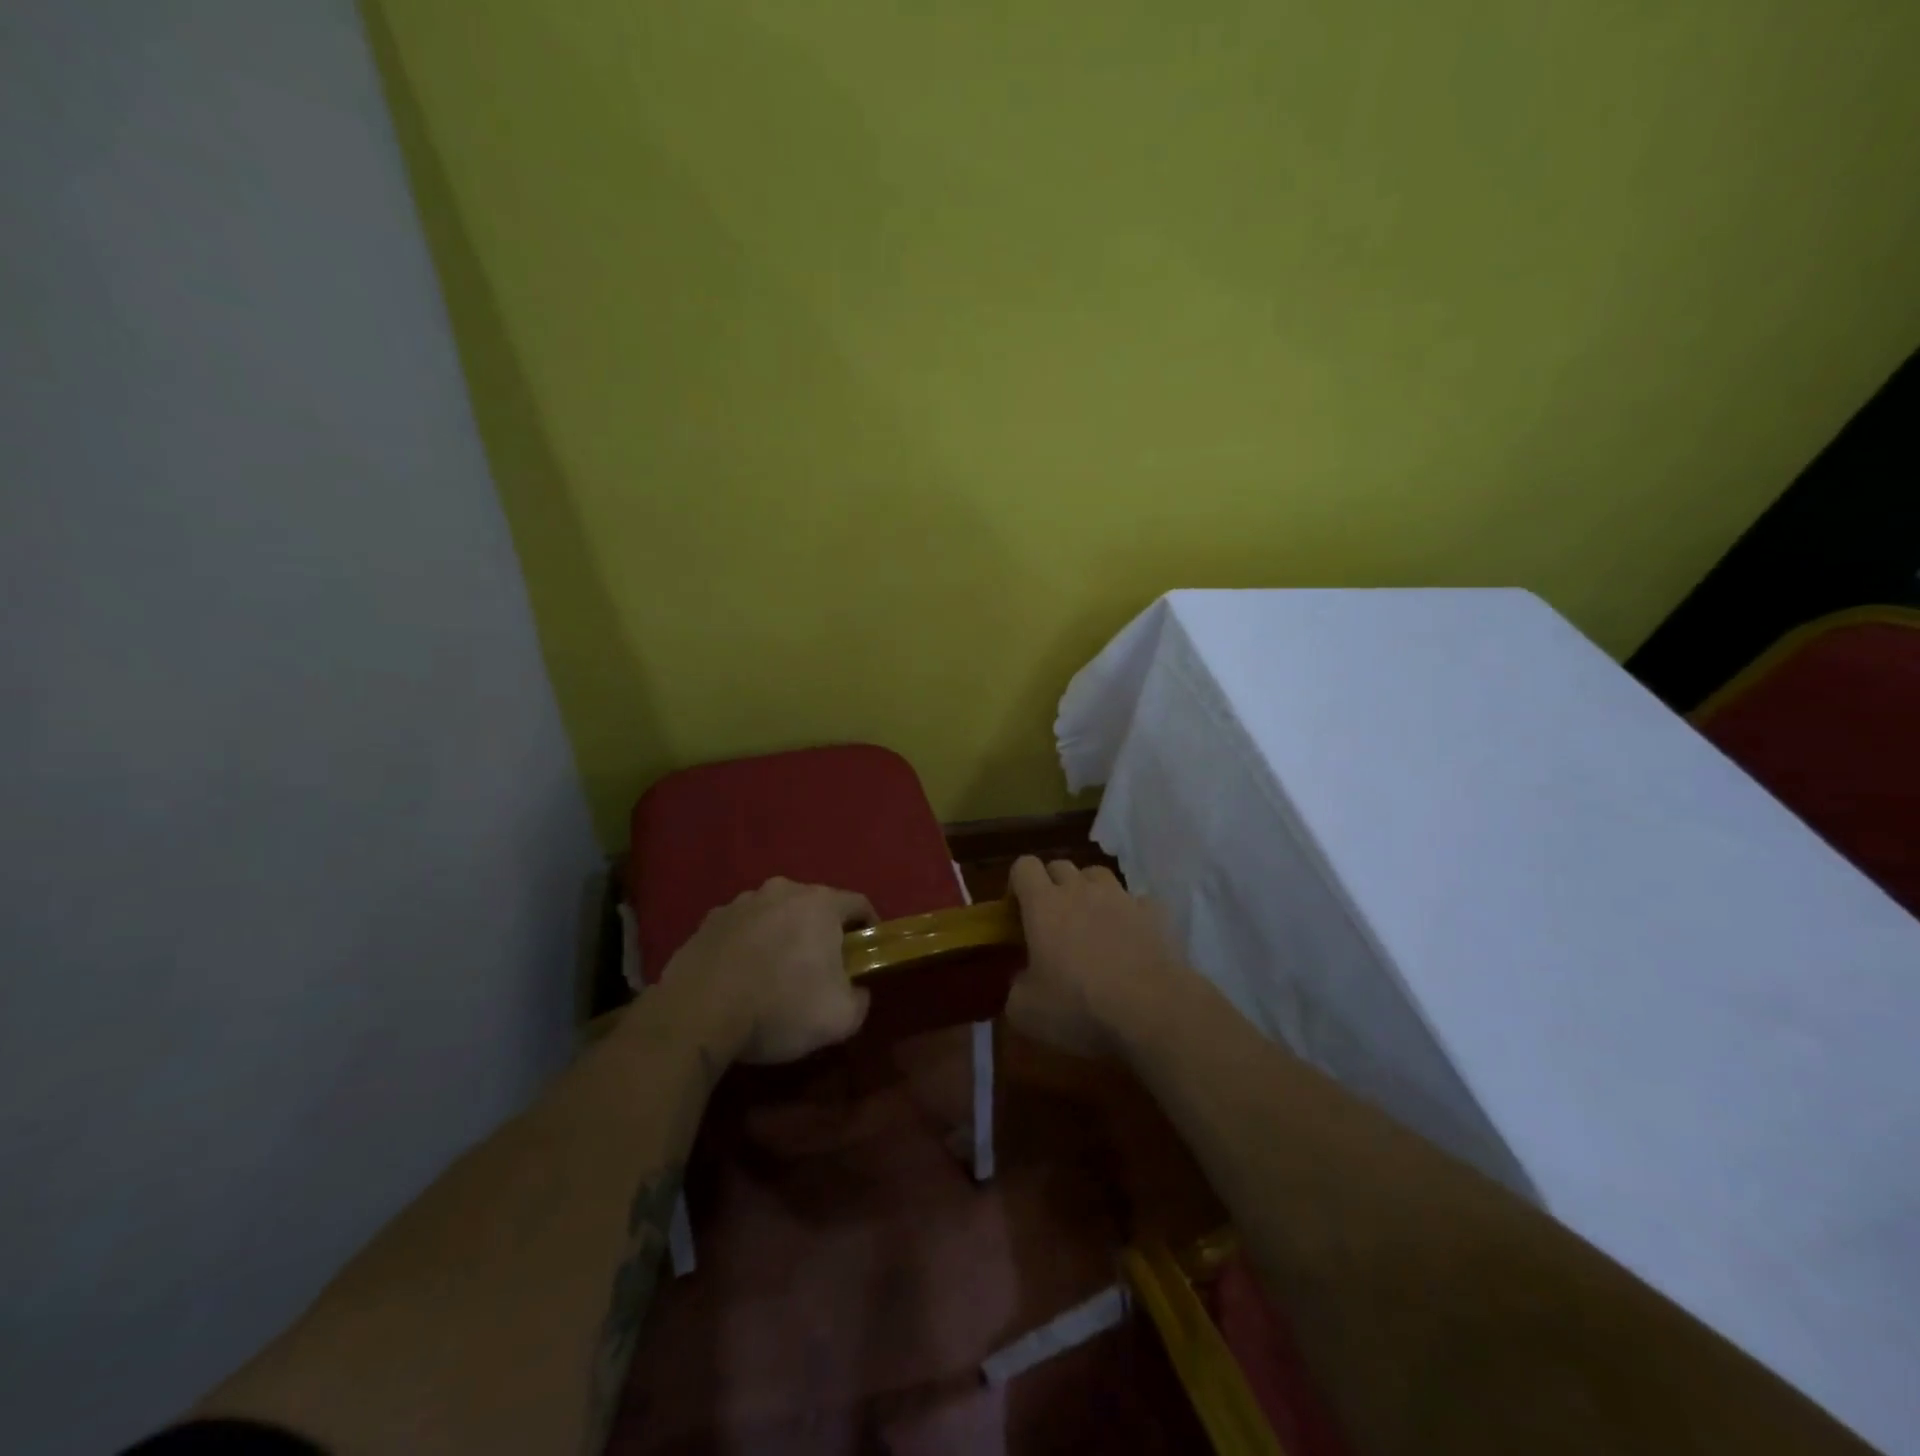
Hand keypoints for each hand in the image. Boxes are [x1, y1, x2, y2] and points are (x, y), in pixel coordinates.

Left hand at [660, 877, 875, 1064]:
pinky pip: (741, 929)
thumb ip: (860, 1000)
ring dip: (782, 936)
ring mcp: (741, 903)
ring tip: (775, 975)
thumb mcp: (840, 1018)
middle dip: (822, 932)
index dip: (869, 927)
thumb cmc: (780, 1007)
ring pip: (775, 914)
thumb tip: (856, 991)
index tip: (867, 953)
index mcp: (821, 904)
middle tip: (822, 969)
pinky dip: (748, 946)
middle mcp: (782, 891)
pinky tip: (741, 978)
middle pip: (815, 906)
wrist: (697, 1014)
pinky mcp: (708, 921)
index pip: (859, 904)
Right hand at [1005, 856, 1183, 1057]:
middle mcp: (1081, 890)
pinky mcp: (1153, 912)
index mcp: (1043, 905)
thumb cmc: (1079, 1006)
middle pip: (1060, 866)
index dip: (1017, 883)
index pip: (1023, 866)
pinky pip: (1136, 901)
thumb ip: (1016, 988)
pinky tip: (1130, 936)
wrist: (1151, 1009)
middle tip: (1051, 920)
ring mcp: (1121, 897)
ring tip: (1091, 921)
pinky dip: (1129, 912)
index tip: (1016, 911)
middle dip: (1051, 885)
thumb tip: (1022, 981)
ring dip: (1089, 890)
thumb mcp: (1026, 1011)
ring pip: (1098, 875)